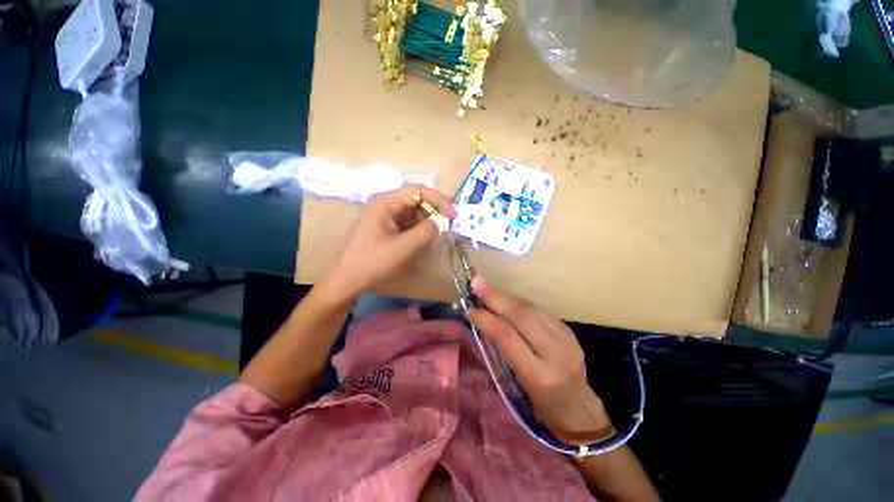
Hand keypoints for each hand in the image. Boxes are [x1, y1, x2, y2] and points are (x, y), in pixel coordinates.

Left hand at [323, 185, 455, 300]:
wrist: (347, 280)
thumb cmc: (372, 262)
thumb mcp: (402, 247)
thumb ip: (425, 232)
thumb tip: (442, 222)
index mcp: (384, 203)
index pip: (416, 191)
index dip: (438, 199)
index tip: (453, 213)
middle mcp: (384, 205)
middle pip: (415, 200)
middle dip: (434, 210)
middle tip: (450, 223)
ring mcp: (385, 217)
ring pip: (413, 213)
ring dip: (428, 221)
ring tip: (441, 232)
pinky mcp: (386, 228)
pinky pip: (407, 223)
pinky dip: (420, 229)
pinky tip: (429, 237)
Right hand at [466, 276, 612, 443]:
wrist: (578, 408)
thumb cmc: (539, 404)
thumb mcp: (516, 383)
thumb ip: (501, 349)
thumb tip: (483, 321)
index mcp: (538, 375)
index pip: (507, 336)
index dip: (486, 319)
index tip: (470, 310)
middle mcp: (556, 354)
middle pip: (521, 316)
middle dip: (496, 297)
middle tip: (477, 284)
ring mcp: (567, 339)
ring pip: (531, 308)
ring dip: (507, 296)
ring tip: (489, 289)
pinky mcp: (570, 331)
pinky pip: (540, 310)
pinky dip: (520, 302)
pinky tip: (508, 299)